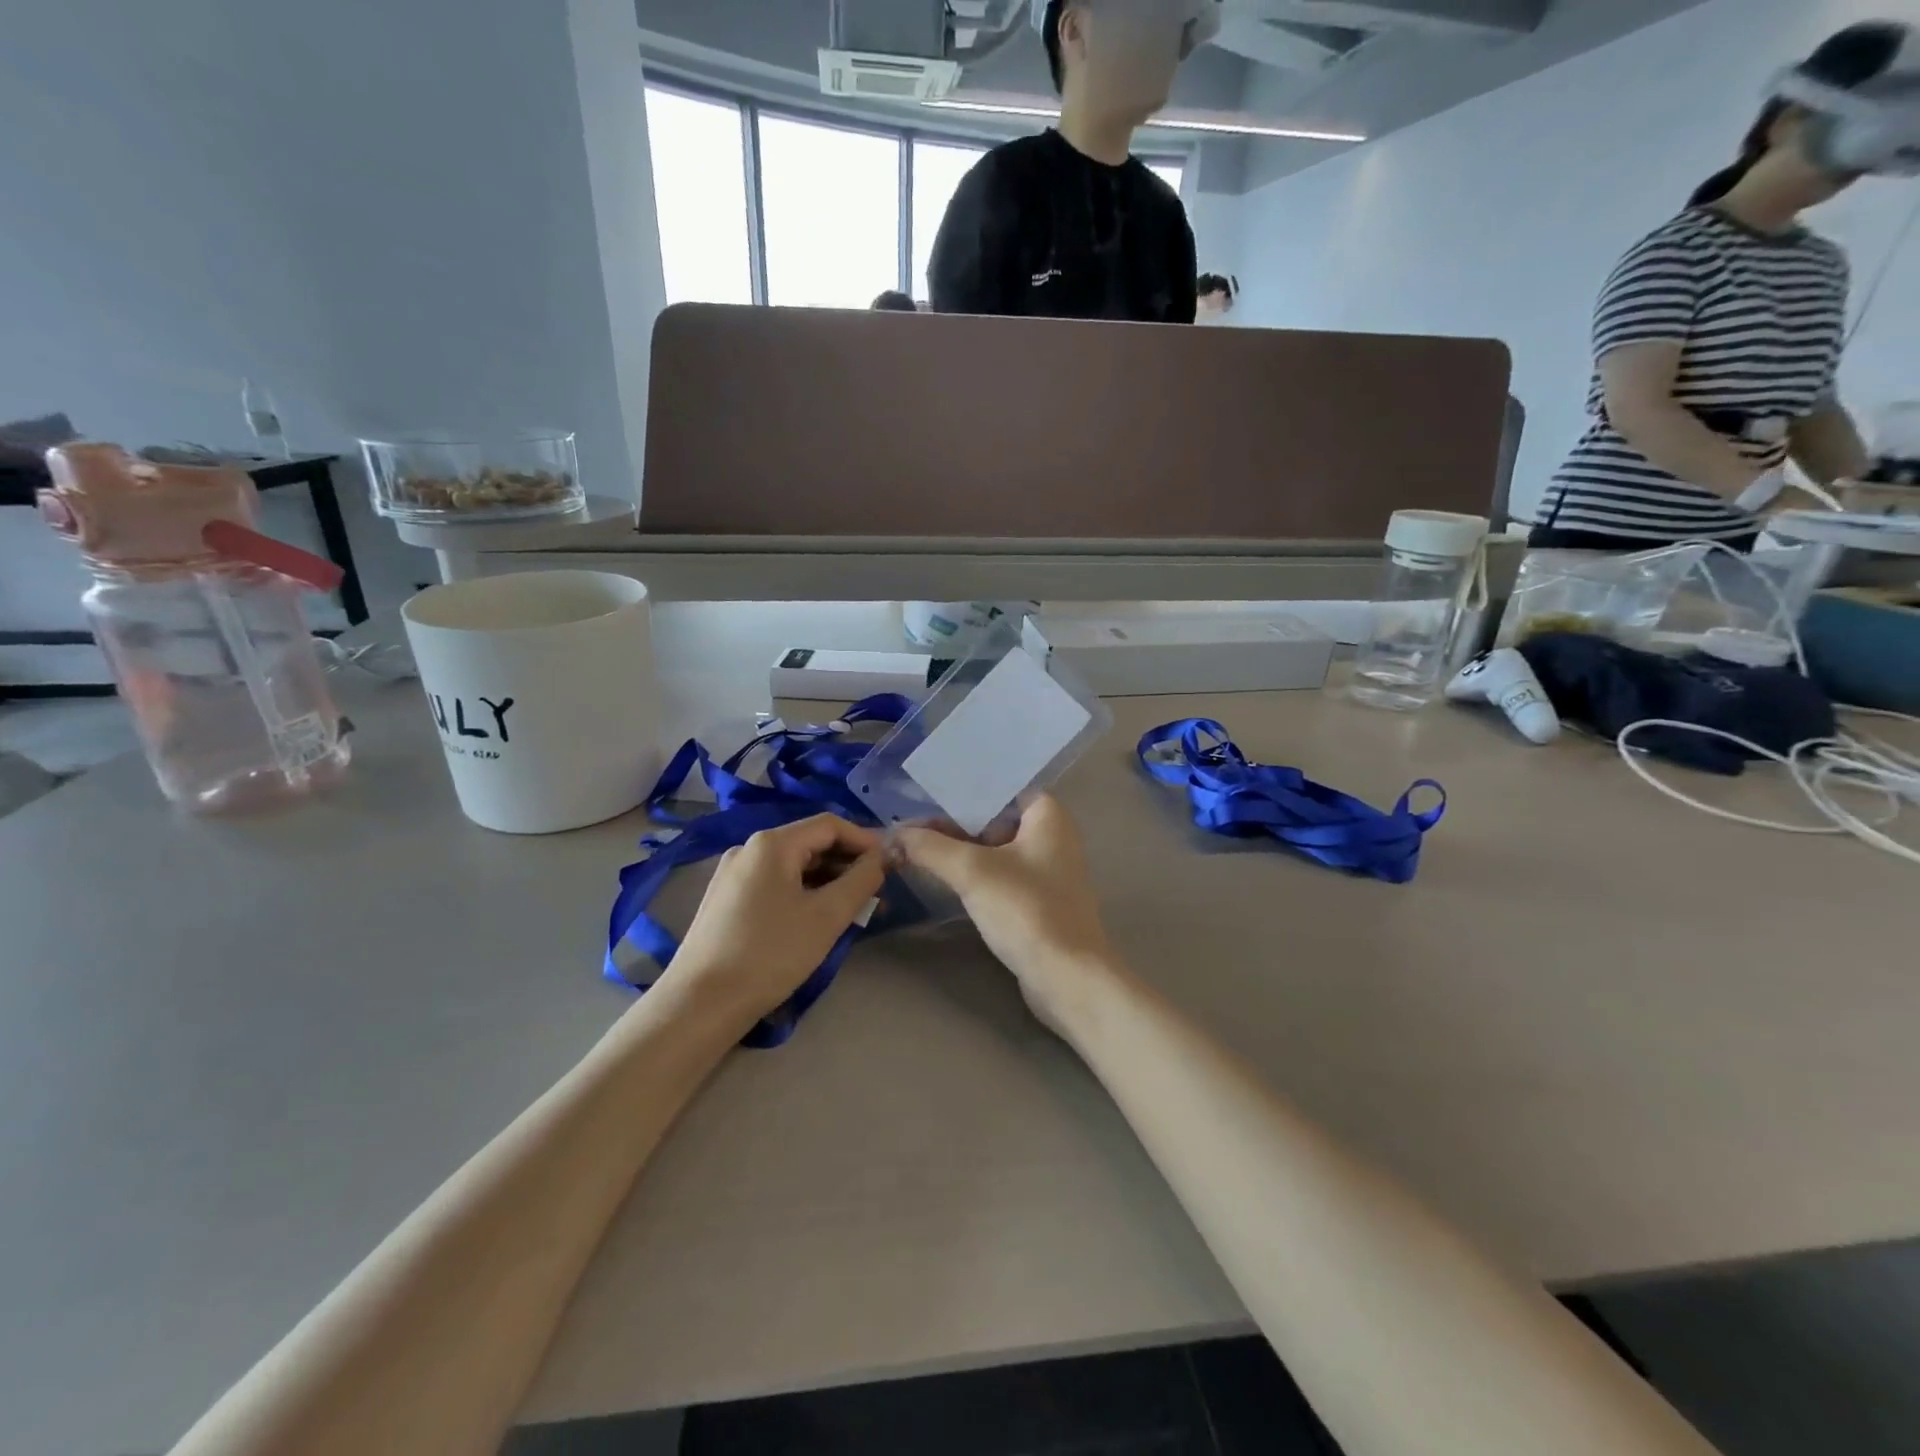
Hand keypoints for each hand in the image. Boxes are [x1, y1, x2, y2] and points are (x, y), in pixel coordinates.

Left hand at [666, 815, 886, 1026]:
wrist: (700, 1004)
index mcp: (772, 843)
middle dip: (848, 864)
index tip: (890, 866)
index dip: (865, 841)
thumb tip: (884, 857)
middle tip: (876, 893)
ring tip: (853, 911)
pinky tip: (817, 920)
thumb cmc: (770, 954)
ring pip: (793, 866)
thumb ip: (862, 880)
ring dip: (828, 882)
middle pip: (810, 843)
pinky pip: (775, 884)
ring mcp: (733, 874)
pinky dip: (803, 893)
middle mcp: (749, 849)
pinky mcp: (726, 900)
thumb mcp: (827, 916)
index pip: (830, 824)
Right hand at [897, 796, 1113, 1018]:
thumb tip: (894, 835)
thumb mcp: (972, 871)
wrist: (1067, 977)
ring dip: (958, 850)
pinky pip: (998, 875)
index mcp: (1048, 814)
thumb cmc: (1026, 909)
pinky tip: (941, 877)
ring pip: (993, 849)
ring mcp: (1046, 871)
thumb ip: (931, 847)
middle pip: (992, 818)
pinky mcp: (1037, 900)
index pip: (998, 787)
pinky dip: (972, 873)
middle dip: (951, 823)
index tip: (921, 793)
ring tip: (913, 848)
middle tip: (907, 826)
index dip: (959, 790)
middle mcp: (1052, 835)